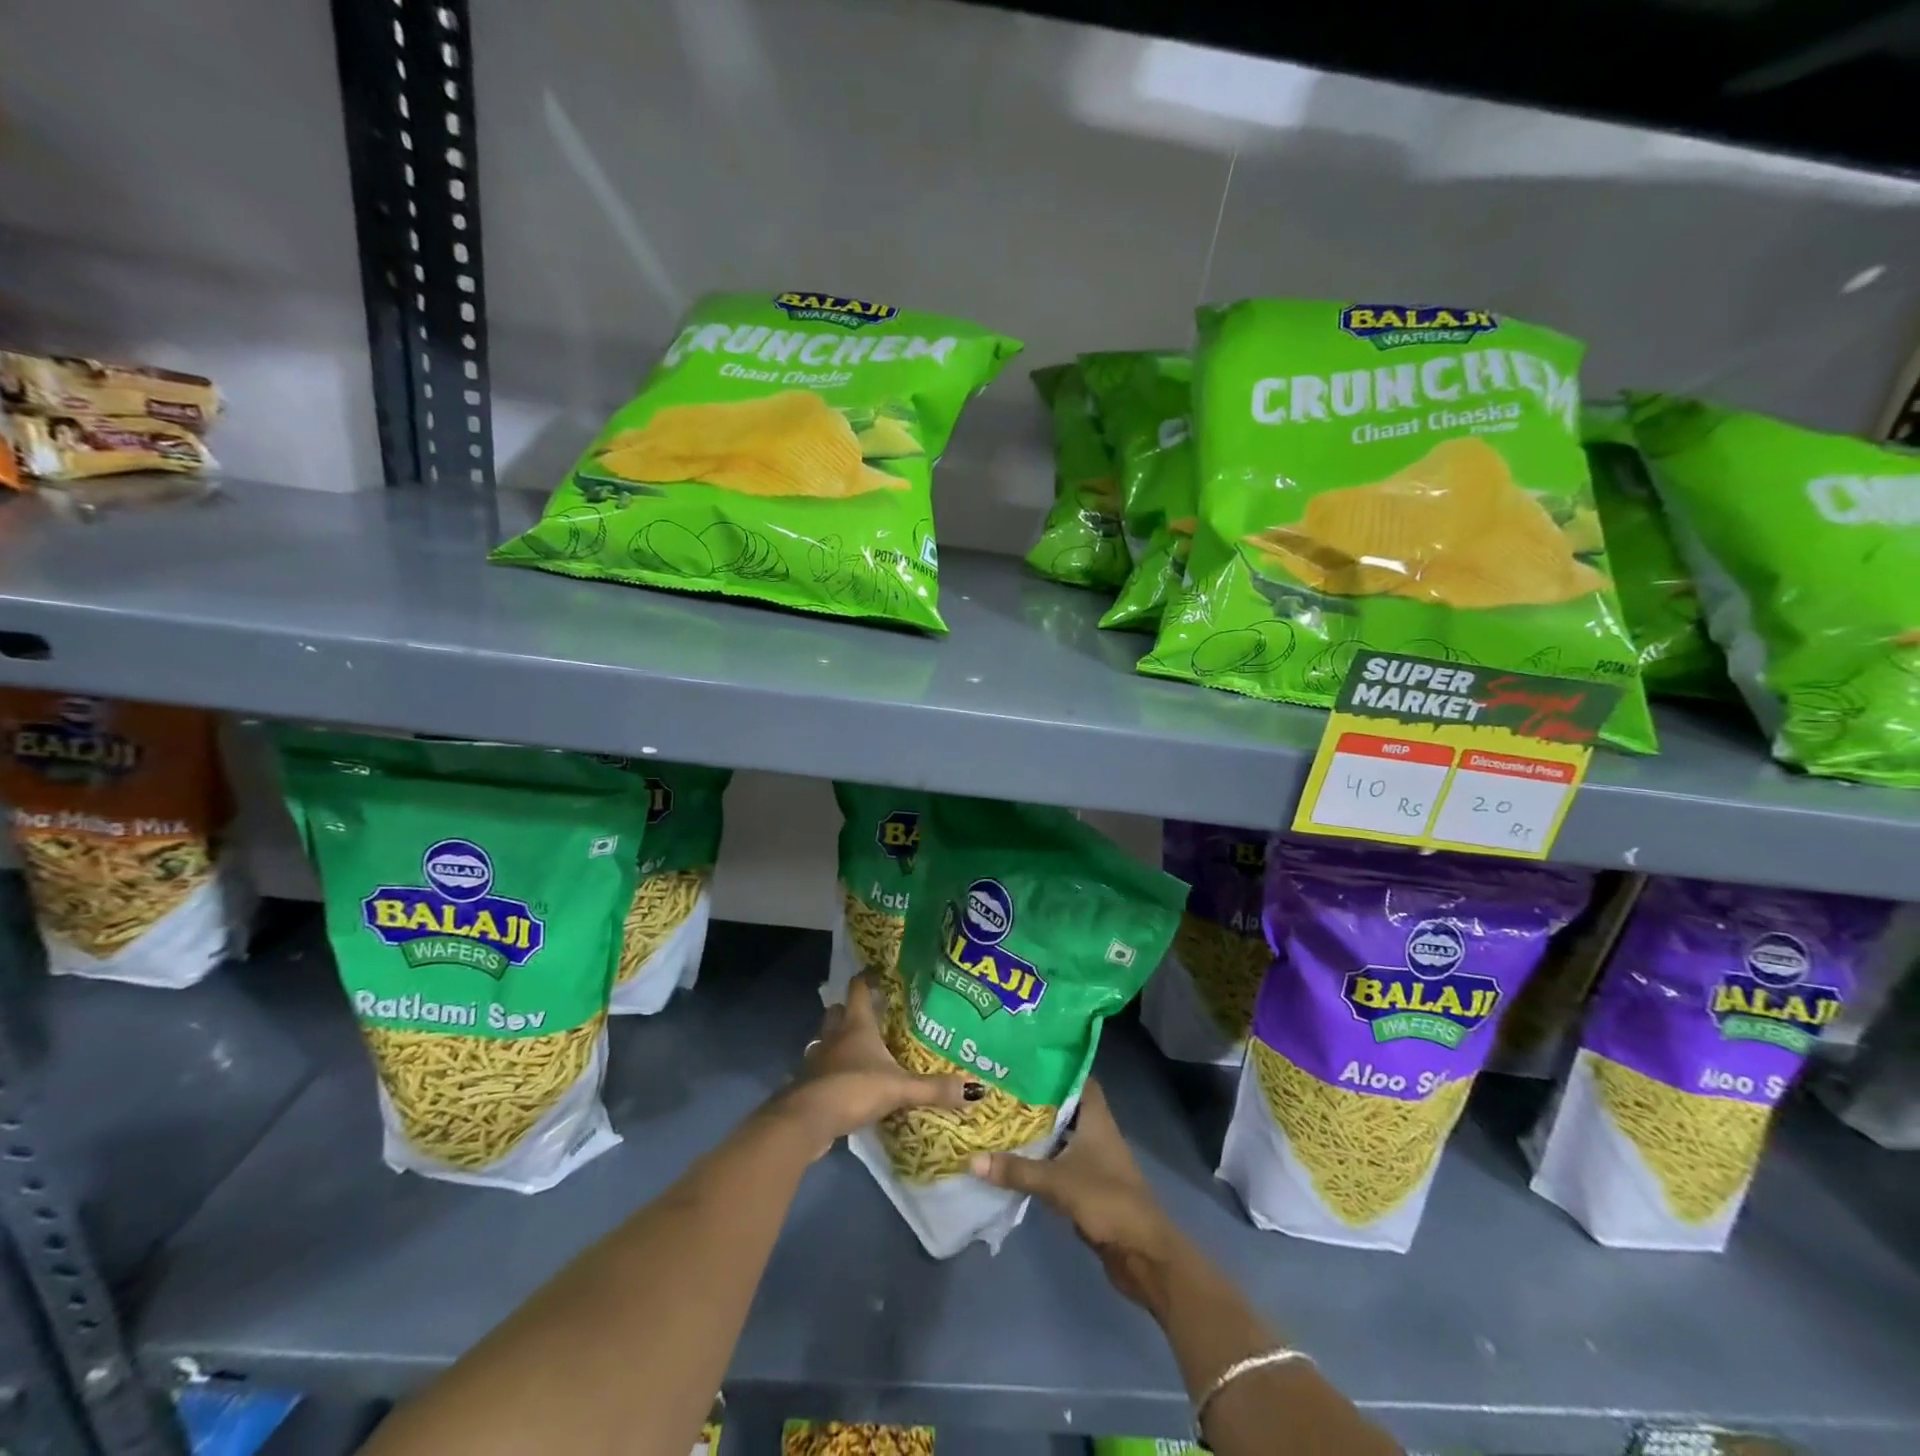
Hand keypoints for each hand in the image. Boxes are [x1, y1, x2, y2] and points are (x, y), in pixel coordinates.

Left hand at [774, 972, 969, 1157]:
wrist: (806, 1120)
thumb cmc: (853, 1089)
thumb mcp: (899, 1088)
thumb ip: (934, 1088)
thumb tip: (976, 1090)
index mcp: (856, 1025)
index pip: (858, 989)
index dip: (866, 979)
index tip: (877, 973)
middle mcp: (833, 1036)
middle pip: (838, 1012)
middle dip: (850, 1010)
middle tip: (871, 1013)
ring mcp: (817, 1060)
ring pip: (826, 1040)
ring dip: (838, 1041)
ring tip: (858, 1048)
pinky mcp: (808, 1084)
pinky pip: (820, 1069)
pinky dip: (831, 1070)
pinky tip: (844, 1082)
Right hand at [970, 1078, 1181, 1313]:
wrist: (1142, 1252)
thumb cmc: (1106, 1200)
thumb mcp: (1057, 1181)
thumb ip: (1016, 1170)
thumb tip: (972, 1159)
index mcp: (1096, 1117)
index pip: (1078, 1078)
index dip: (1055, 1067)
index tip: (1023, 1061)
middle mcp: (1096, 1131)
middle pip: (1064, 1106)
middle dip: (1036, 1100)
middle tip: (1001, 1089)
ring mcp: (1093, 1159)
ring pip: (1061, 1135)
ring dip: (1037, 1131)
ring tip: (1000, 1118)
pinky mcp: (1087, 1185)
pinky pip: (1059, 1162)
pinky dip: (1041, 1159)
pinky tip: (1014, 1158)